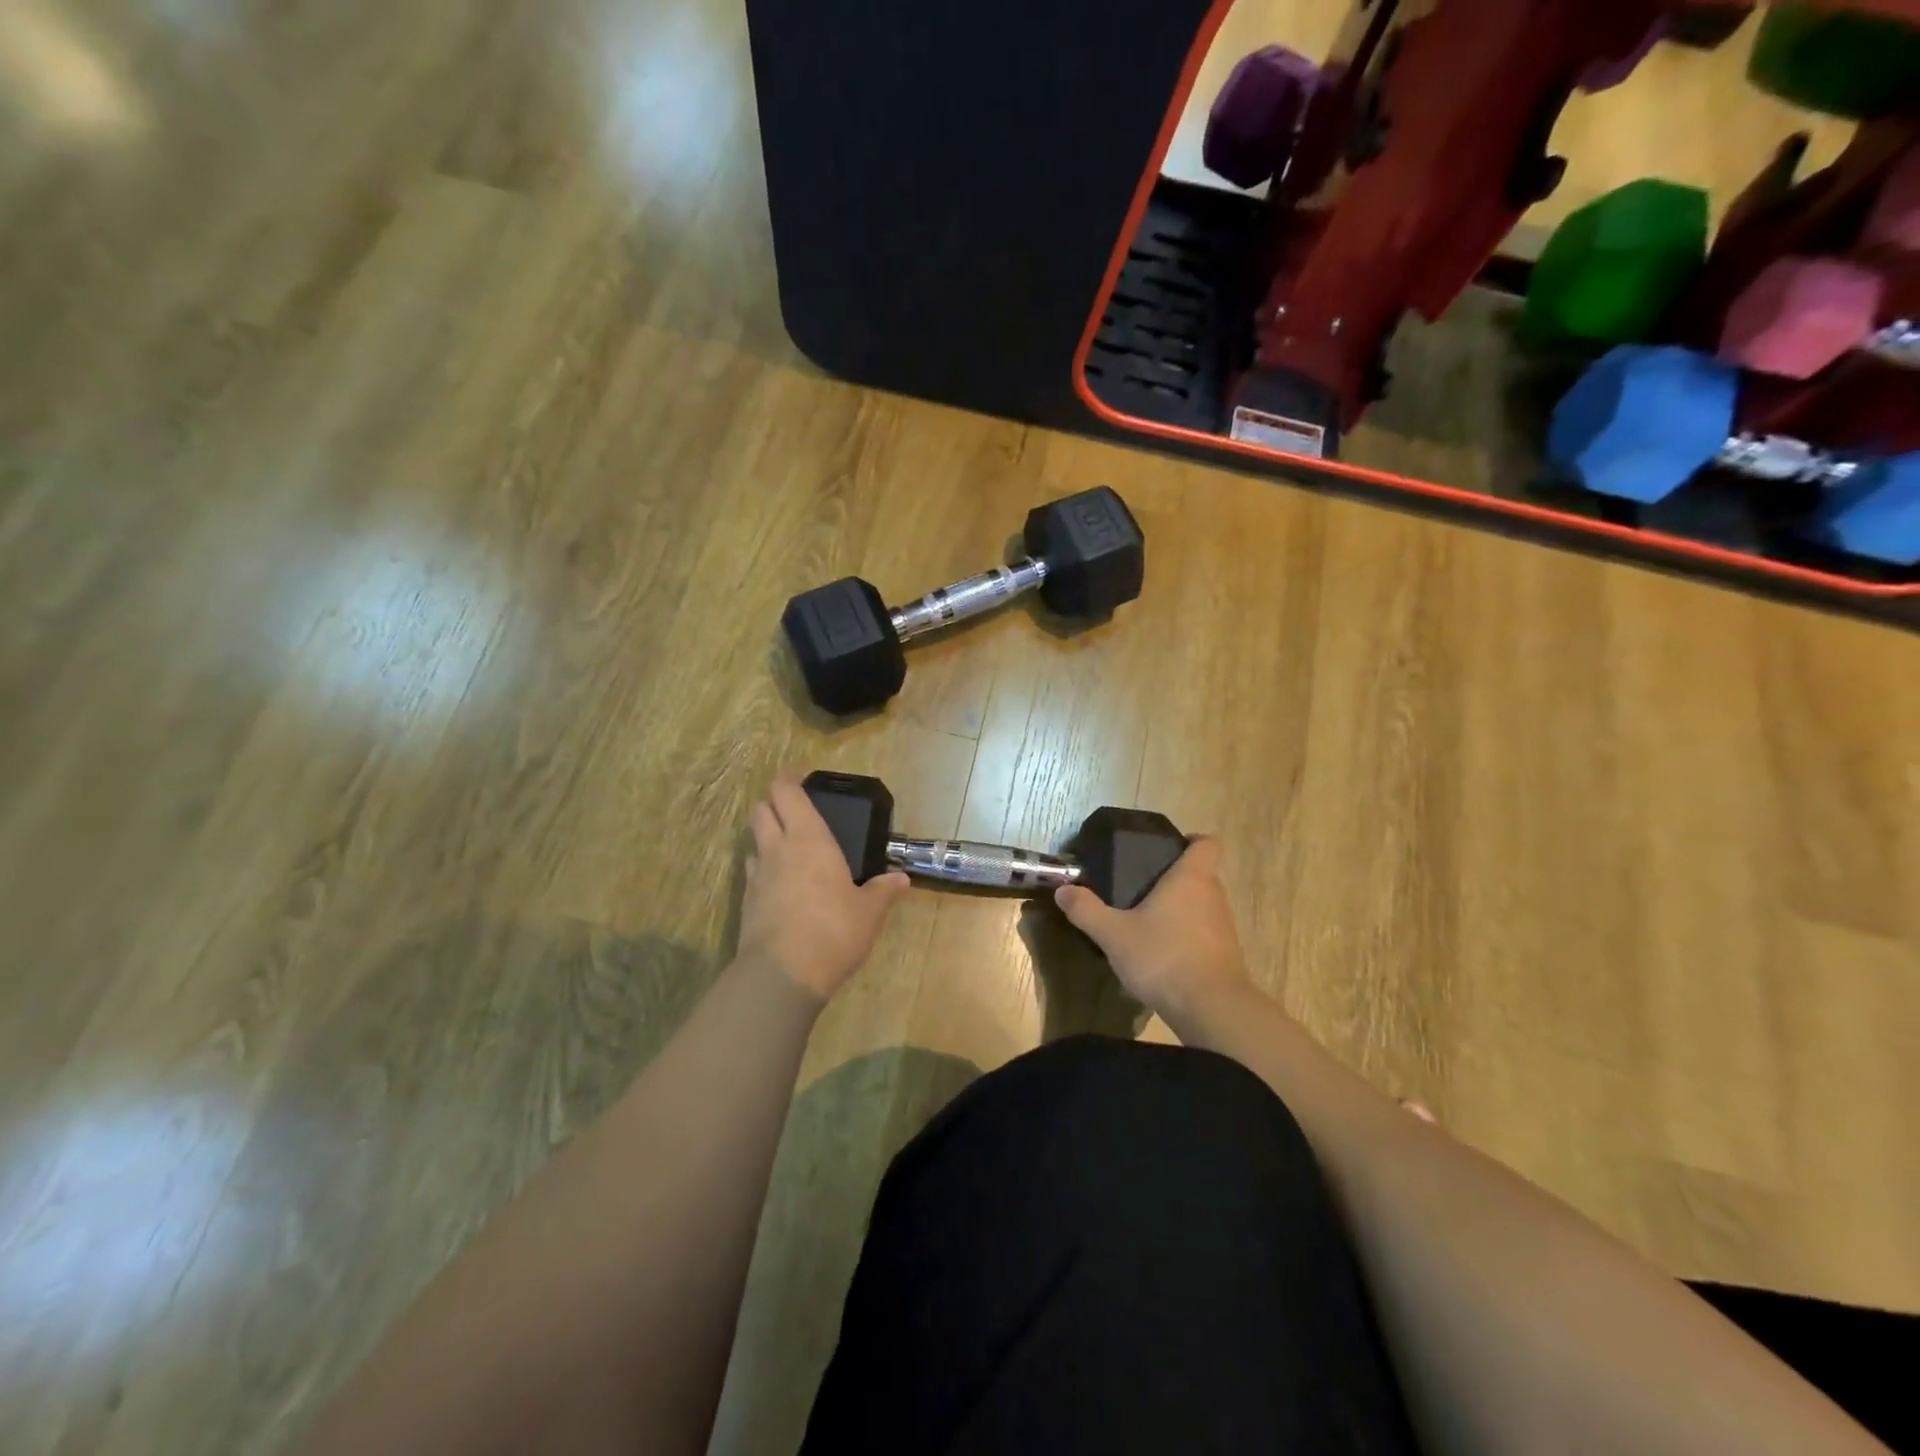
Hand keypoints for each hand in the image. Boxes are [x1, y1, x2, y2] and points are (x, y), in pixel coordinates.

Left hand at [738, 775, 910, 1000]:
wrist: (783, 975)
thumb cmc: (833, 930)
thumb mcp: (869, 912)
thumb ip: (883, 891)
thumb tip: (901, 879)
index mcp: (809, 839)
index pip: (786, 793)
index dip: (788, 780)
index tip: (799, 777)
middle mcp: (777, 849)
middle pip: (761, 810)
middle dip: (772, 803)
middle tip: (794, 811)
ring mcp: (757, 876)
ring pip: (753, 841)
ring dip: (765, 837)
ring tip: (787, 849)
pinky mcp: (746, 903)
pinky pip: (752, 873)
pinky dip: (763, 870)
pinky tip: (781, 886)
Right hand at [1054, 836, 1251, 1018]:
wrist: (1211, 1010)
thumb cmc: (1164, 957)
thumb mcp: (1113, 934)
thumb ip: (1086, 910)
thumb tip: (1063, 890)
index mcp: (1191, 878)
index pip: (1208, 843)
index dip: (1192, 840)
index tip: (1168, 848)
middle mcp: (1213, 896)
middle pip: (1202, 874)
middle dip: (1175, 878)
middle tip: (1141, 887)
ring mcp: (1224, 927)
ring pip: (1203, 905)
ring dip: (1181, 910)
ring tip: (1148, 922)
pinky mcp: (1227, 955)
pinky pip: (1205, 934)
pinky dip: (1187, 937)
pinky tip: (1162, 954)